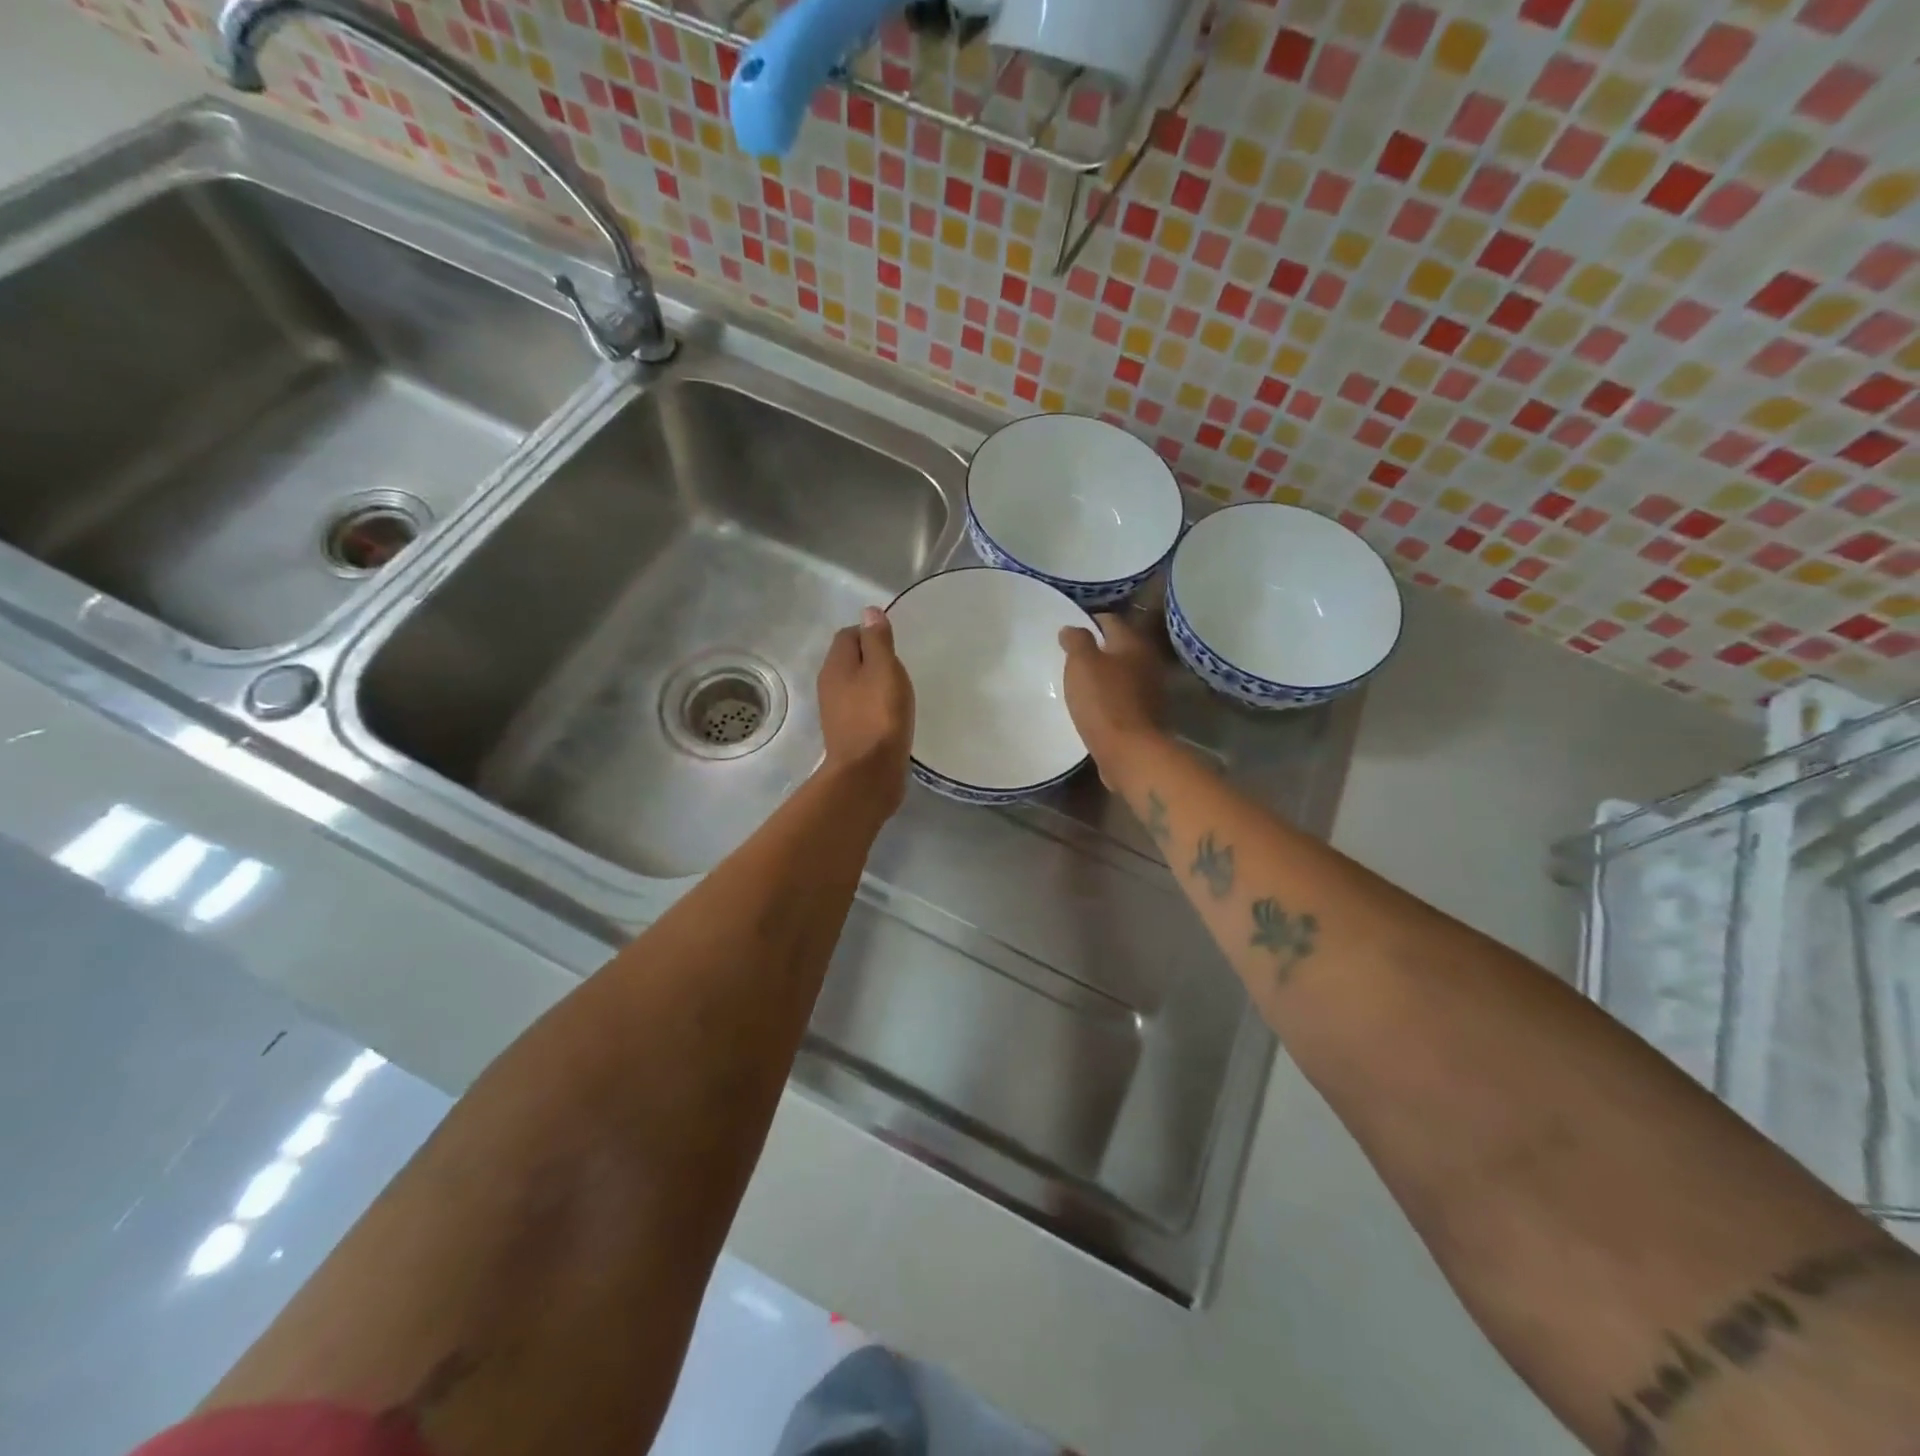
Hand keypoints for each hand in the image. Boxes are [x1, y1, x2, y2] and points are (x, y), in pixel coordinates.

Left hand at [818, 607, 914, 814]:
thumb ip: (877, 640)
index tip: (895, 643)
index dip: (870, 632)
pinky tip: (894, 713)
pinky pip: (862, 708)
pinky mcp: (848, 733)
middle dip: (873, 657)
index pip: (849, 634)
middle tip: (901, 665)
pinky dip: (876, 705)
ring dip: (875, 683)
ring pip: (856, 685)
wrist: (867, 774)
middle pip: (850, 659)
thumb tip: (868, 611)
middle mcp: (830, 685)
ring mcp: (837, 711)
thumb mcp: (883, 669)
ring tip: (901, 689)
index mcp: (836, 665)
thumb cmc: (879, 716)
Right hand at [1058, 612, 1163, 770]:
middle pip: (1118, 648)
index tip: (1067, 633)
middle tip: (1070, 658)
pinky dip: (1108, 697)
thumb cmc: (1103, 701)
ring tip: (1078, 683)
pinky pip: (1122, 698)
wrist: (1130, 752)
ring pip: (1121, 674)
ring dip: (1103, 676)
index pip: (1109, 621)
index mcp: (1133, 644)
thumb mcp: (1082, 664)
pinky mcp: (1145, 716)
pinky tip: (1092, 706)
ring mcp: (1150, 691)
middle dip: (1096, 650)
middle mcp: (1147, 662)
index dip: (1087, 622)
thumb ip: (1076, 641)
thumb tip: (1071, 628)